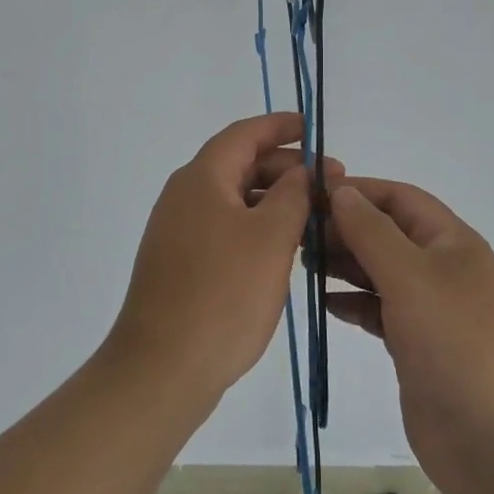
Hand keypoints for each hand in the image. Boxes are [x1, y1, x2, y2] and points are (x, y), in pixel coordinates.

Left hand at [105, 114, 341, 408]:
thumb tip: (300, 171)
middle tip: (331, 182)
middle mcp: (184, 195)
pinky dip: (255, 225)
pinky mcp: (179, 261)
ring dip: (273, 199)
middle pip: (239, 163)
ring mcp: (177, 230)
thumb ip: (292, 195)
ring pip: (233, 198)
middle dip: (285, 166)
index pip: (245, 133)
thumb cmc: (223, 294)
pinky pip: (223, 226)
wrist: (162, 367)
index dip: (280, 126)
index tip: (313, 126)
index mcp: (202, 178)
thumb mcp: (271, 238)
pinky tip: (282, 248)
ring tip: (315, 216)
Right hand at [325, 180, 493, 493]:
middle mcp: (443, 270)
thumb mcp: (411, 277)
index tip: (309, 194)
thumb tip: (343, 191)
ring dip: (344, 264)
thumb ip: (372, 231)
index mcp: (452, 242)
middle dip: (345, 228)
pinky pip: (380, 312)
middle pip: (387, 233)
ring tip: (303, 264)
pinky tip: (326, 304)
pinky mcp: (418, 348)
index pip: (399, 198)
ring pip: (380, 272)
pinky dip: (353, 304)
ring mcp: (431, 311)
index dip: (357, 190)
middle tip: (296, 234)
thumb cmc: (458, 344)